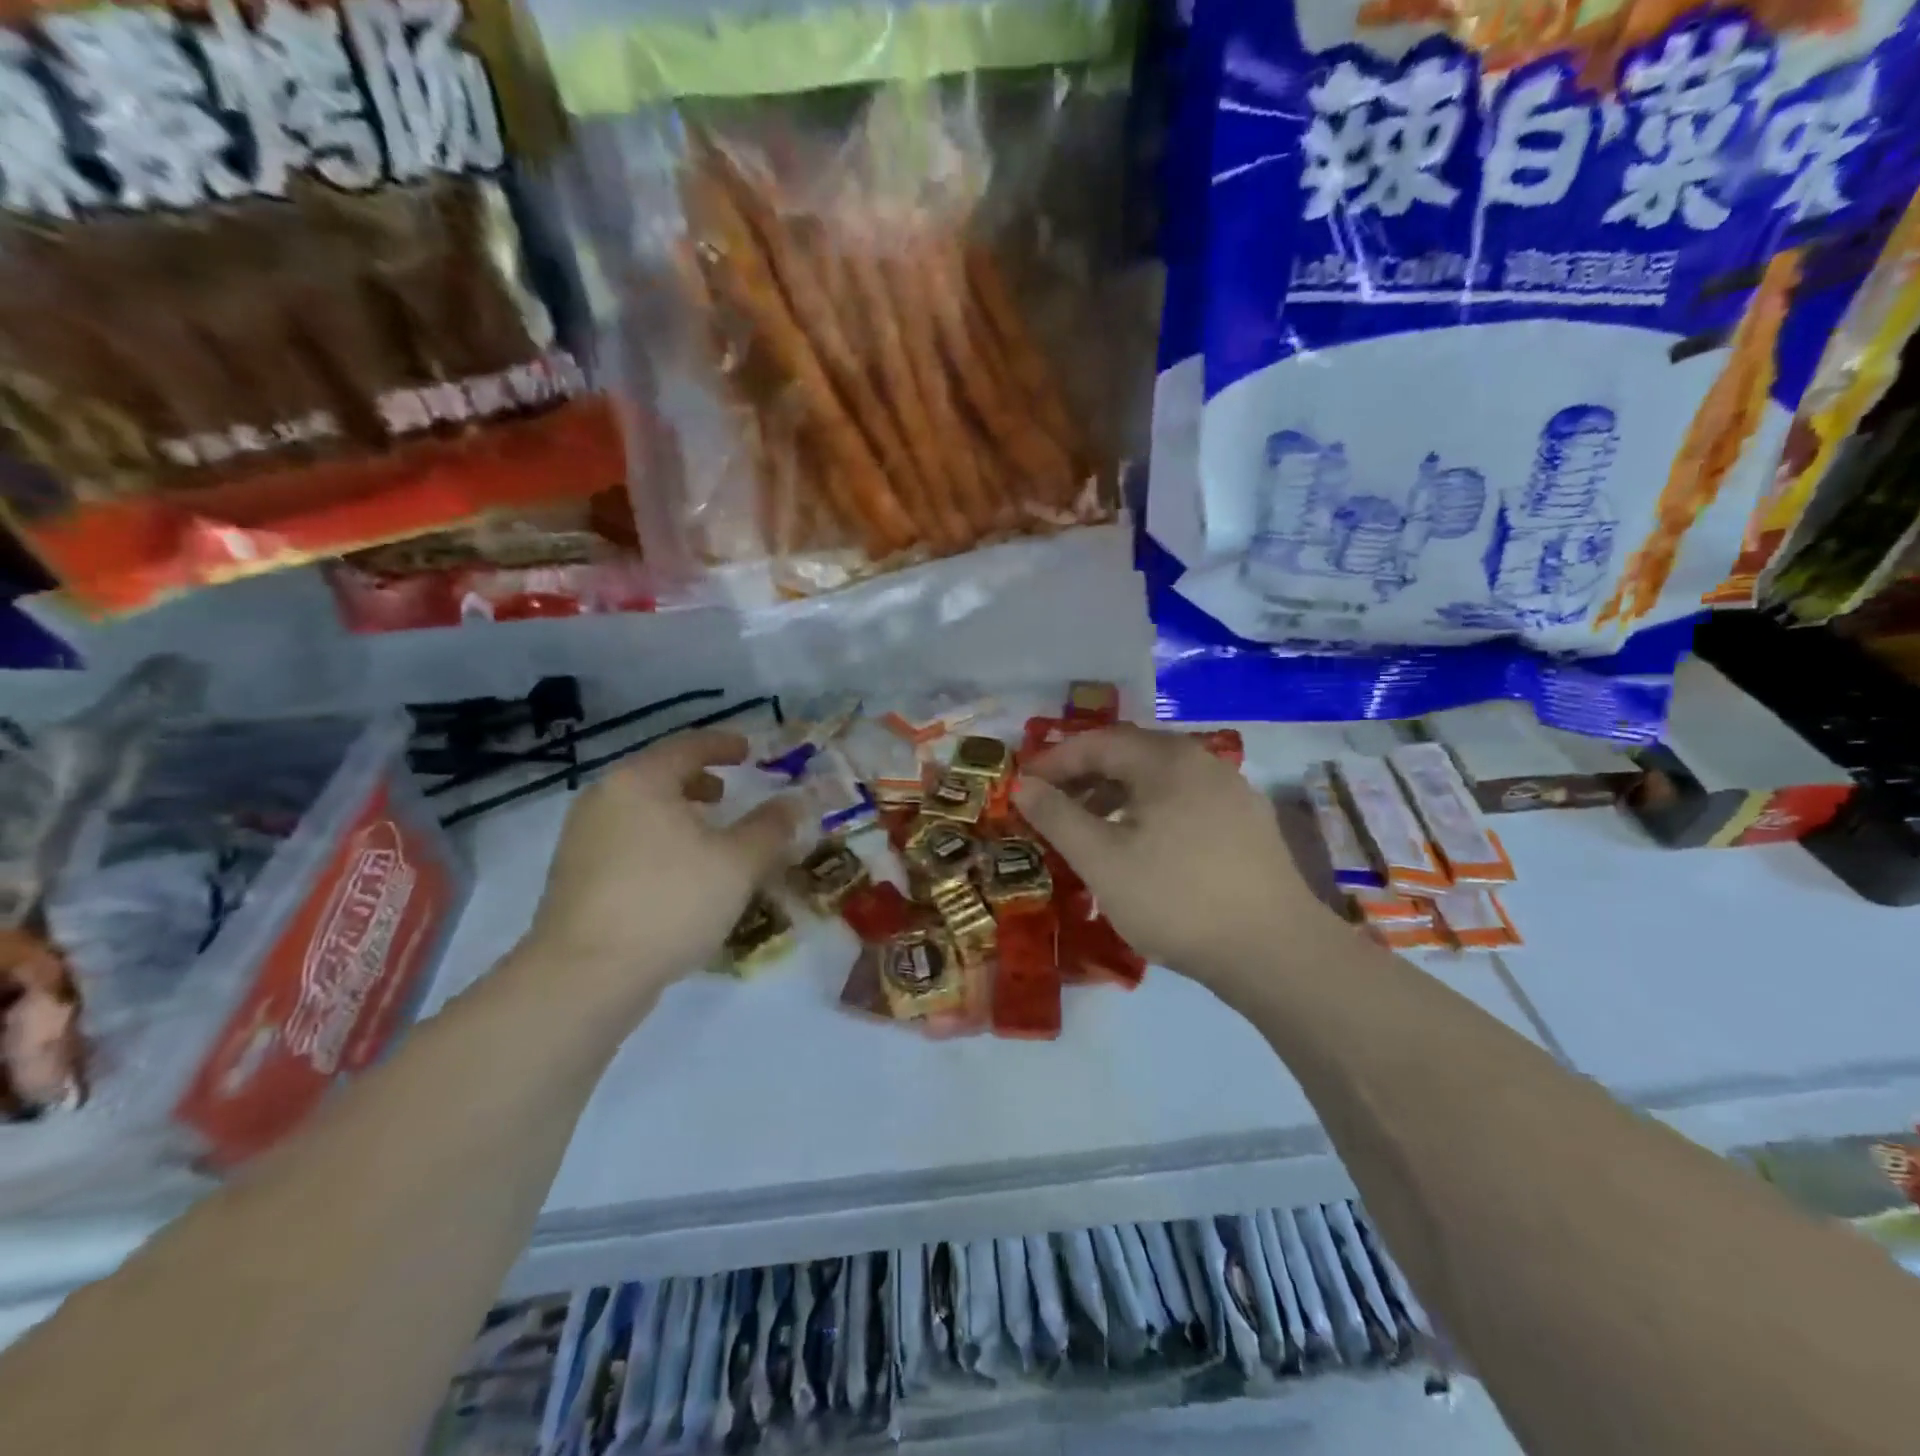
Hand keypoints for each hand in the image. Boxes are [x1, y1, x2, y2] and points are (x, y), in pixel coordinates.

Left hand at [517, 730, 796, 1014]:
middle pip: (659, 776)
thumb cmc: (670, 902)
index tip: (750, 751)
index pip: (688, 746)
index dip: (724, 745)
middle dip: (698, 781)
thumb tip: (794, 802)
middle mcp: (604, 798)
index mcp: (641, 782)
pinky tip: (678, 876)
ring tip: (708, 837)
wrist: (584, 976)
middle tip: (729, 794)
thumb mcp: (738, 863)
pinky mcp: (574, 876)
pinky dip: (657, 841)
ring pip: (641, 811)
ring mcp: (581, 838)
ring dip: (678, 815)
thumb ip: (770, 827)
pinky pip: (626, 841)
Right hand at [1014, 726, 1340, 994]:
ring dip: (1115, 794)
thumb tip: (1022, 784)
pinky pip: (1184, 801)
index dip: (1053, 760)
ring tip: (1089, 829)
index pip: (1097, 741)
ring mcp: (1232, 791)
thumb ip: (1056, 817)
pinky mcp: (1248, 823)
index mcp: (1167, 760)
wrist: (1275, 952)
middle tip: (1051, 806)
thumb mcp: (1102, 860)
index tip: (1023, 787)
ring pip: (1158, 779)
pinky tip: (1140, 847)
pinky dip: (1148, 811)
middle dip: (1084, 776)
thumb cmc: (1176, 899)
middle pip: (1130, 754)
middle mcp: (1203, 761)